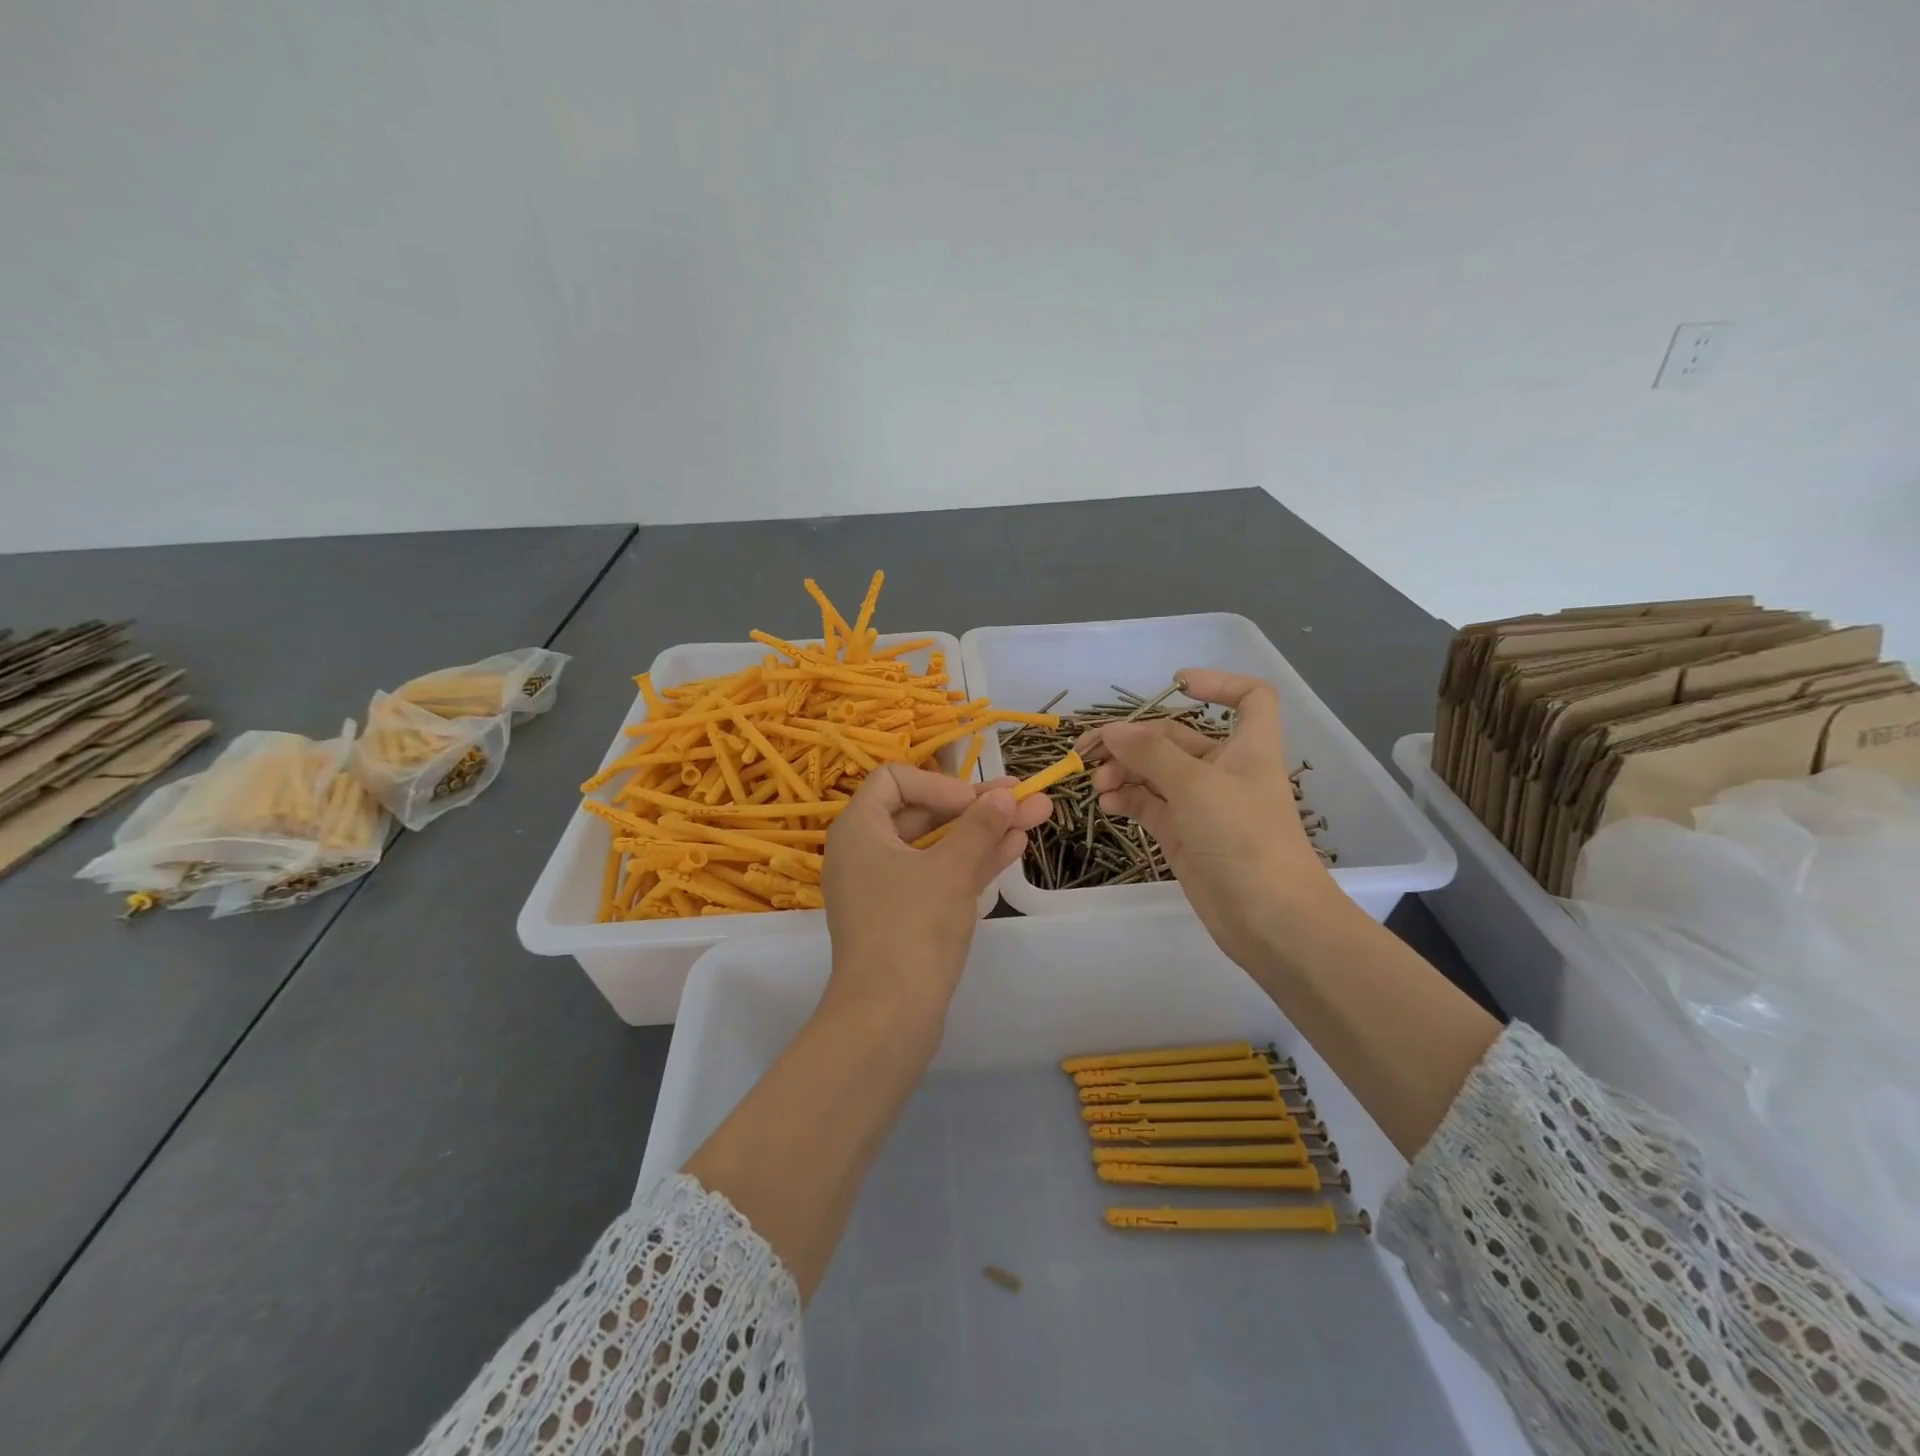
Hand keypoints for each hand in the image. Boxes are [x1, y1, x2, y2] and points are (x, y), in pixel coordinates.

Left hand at [822, 764, 1051, 1024]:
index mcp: (858, 829)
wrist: (888, 1017)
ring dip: (982, 832)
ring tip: (1035, 817)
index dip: (940, 784)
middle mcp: (865, 852)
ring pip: (936, 846)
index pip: (894, 780)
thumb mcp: (951, 870)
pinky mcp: (902, 915)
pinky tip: (1014, 847)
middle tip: (1024, 799)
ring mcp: (883, 886)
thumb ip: (980, 827)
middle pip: (922, 812)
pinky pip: (936, 875)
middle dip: (976, 806)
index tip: (976, 803)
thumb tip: (1005, 795)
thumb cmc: (913, 928)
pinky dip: (970, 862)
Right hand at [1085, 668, 1334, 970]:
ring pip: (1155, 773)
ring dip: (1124, 771)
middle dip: (1134, 740)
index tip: (1176, 684)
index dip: (1219, 684)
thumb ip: (1150, 753)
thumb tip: (1111, 731)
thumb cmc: (1243, 838)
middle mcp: (1224, 770)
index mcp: (1247, 747)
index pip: (1249, 698)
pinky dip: (1126, 799)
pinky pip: (1148, 804)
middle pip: (1176, 738)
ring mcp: (1201, 804)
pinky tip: (1106, 804)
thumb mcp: (1196, 785)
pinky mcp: (1182, 834)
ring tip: (1097, 783)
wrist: (1267, 918)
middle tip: (1089, 751)